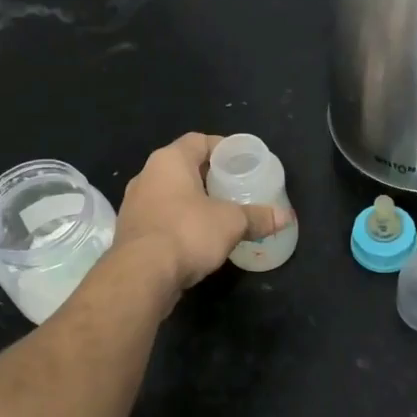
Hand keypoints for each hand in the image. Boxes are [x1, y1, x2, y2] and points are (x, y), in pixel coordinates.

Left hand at [111, 133, 292, 299]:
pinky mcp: (130, 231)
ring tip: (218, 213)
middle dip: (208, 177)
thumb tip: (285, 218)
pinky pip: (160, 217)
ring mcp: (134, 204)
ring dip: (192, 201)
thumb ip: (257, 217)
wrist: (141, 275)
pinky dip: (178, 222)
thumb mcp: (231, 223)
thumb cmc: (187, 232)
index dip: (222, 148)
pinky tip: (196, 237)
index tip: (241, 162)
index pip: (198, 141)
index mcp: (169, 160)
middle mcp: (146, 175)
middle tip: (234, 188)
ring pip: (169, 194)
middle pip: (183, 167)